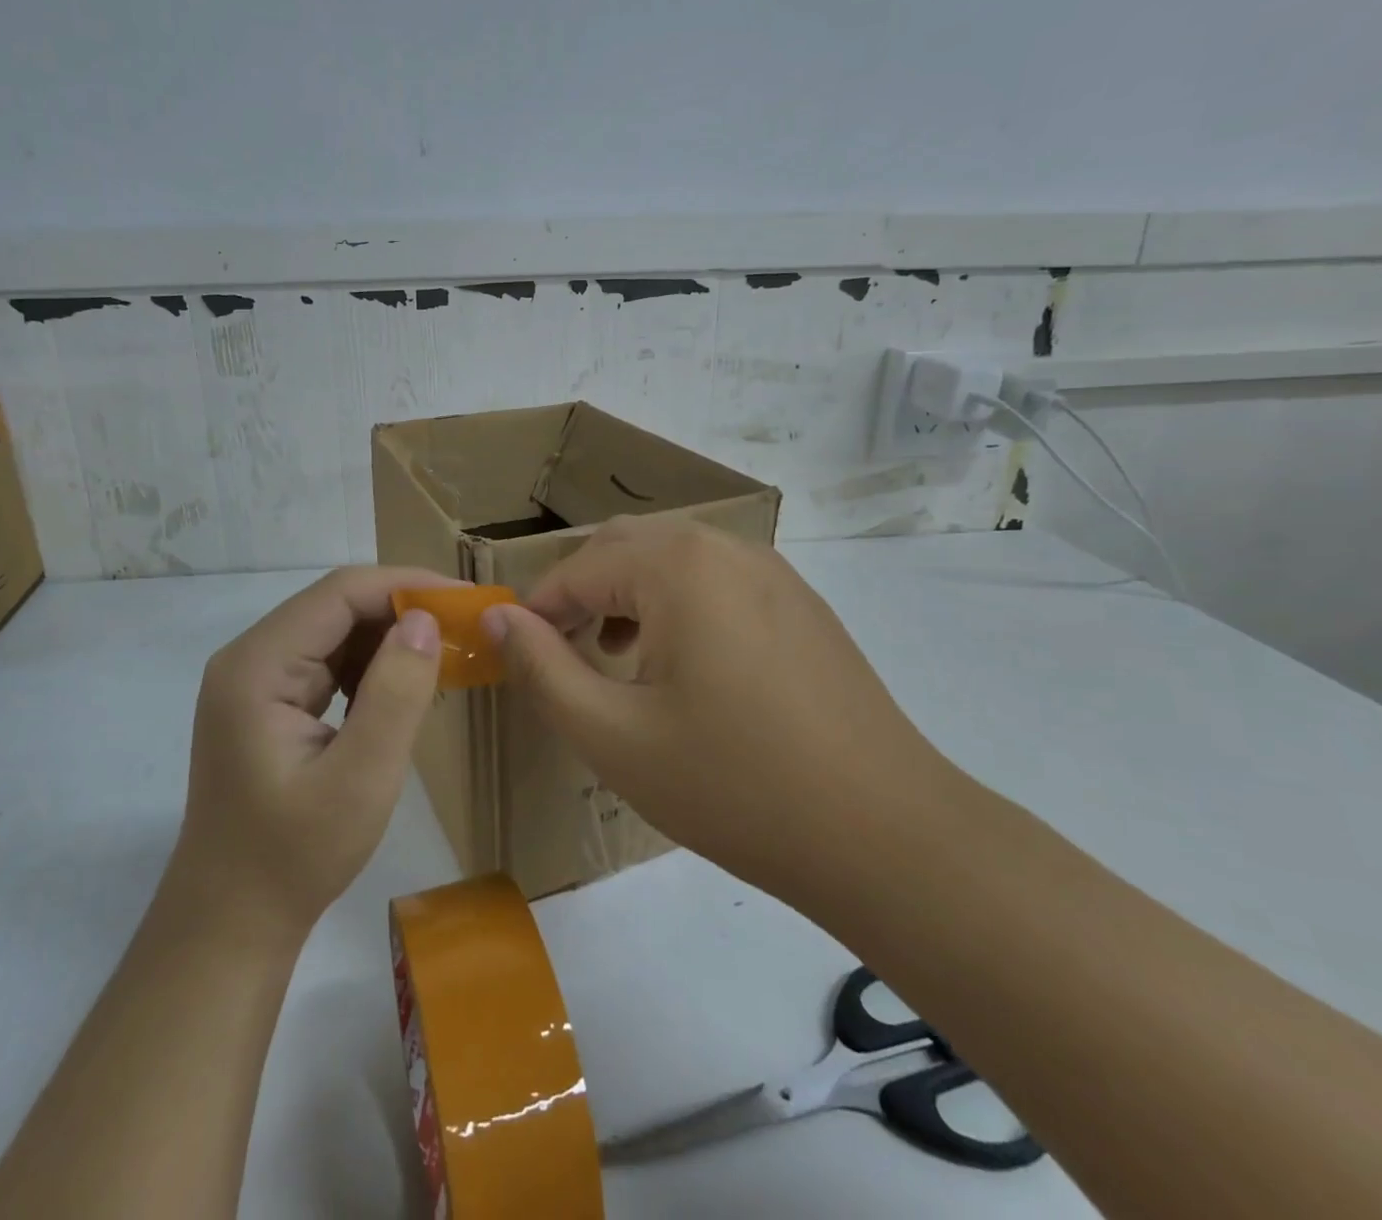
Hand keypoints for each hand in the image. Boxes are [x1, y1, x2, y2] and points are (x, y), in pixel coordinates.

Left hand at [163, 566, 449, 943]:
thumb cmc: (294, 857)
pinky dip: (372, 666)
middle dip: (403, 609)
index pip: (340, 594)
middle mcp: (250, 658)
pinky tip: (406, 686)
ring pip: (336, 631)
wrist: (231, 922)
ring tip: (446, 655)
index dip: (406, 585)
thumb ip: (395, 695)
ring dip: (391, 637)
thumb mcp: (360, 780)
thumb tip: (426, 621)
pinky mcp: (269, 701)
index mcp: (258, 666)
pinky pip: (328, 662)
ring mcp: (256, 679)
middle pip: (336, 606)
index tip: (465, 601)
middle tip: (466, 628)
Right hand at [484, 518, 958, 898]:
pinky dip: (677, 604)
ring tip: (614, 658)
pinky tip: (683, 665)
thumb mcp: (611, 735)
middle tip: (562, 657)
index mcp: (677, 565)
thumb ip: (541, 667)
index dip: (536, 612)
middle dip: (580, 594)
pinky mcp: (800, 602)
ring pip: (671, 559)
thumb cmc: (732, 784)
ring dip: (627, 595)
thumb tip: (496, 617)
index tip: (516, 659)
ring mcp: (772, 570)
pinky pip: (716, 581)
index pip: (577, 570)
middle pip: (624, 548)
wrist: (884, 834)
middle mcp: (725, 547)